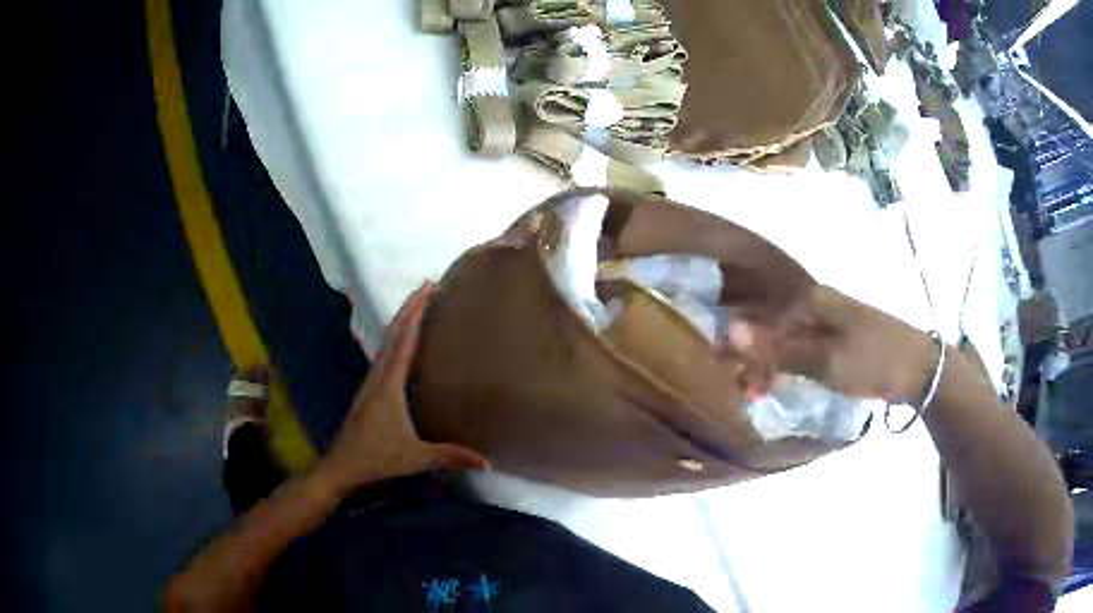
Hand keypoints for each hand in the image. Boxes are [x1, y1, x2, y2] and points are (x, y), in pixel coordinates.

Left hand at [316, 282, 489, 494]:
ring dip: (401, 320)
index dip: (416, 312)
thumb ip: (449, 456)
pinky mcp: (368, 390)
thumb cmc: (376, 458)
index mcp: (389, 384)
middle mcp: (378, 376)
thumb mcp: (415, 457)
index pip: (405, 340)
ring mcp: (370, 382)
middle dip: (410, 307)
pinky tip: (401, 343)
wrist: (341, 465)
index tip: (428, 287)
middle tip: (427, 286)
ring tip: (417, 307)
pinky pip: (384, 354)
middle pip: (393, 332)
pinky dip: (396, 338)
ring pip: (386, 341)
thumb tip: (486, 462)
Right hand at [726, 285, 935, 403]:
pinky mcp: (838, 337)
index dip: (739, 345)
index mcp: (809, 299)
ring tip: (757, 394)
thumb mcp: (823, 361)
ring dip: (769, 365)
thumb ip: (777, 350)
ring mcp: (828, 319)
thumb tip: (731, 332)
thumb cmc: (871, 360)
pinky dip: (789, 366)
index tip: (726, 374)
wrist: (918, 367)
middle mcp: (815, 303)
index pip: (760, 317)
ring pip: (786, 339)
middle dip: (752, 358)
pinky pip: (803, 348)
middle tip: (741, 390)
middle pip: (771, 326)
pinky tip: (781, 384)